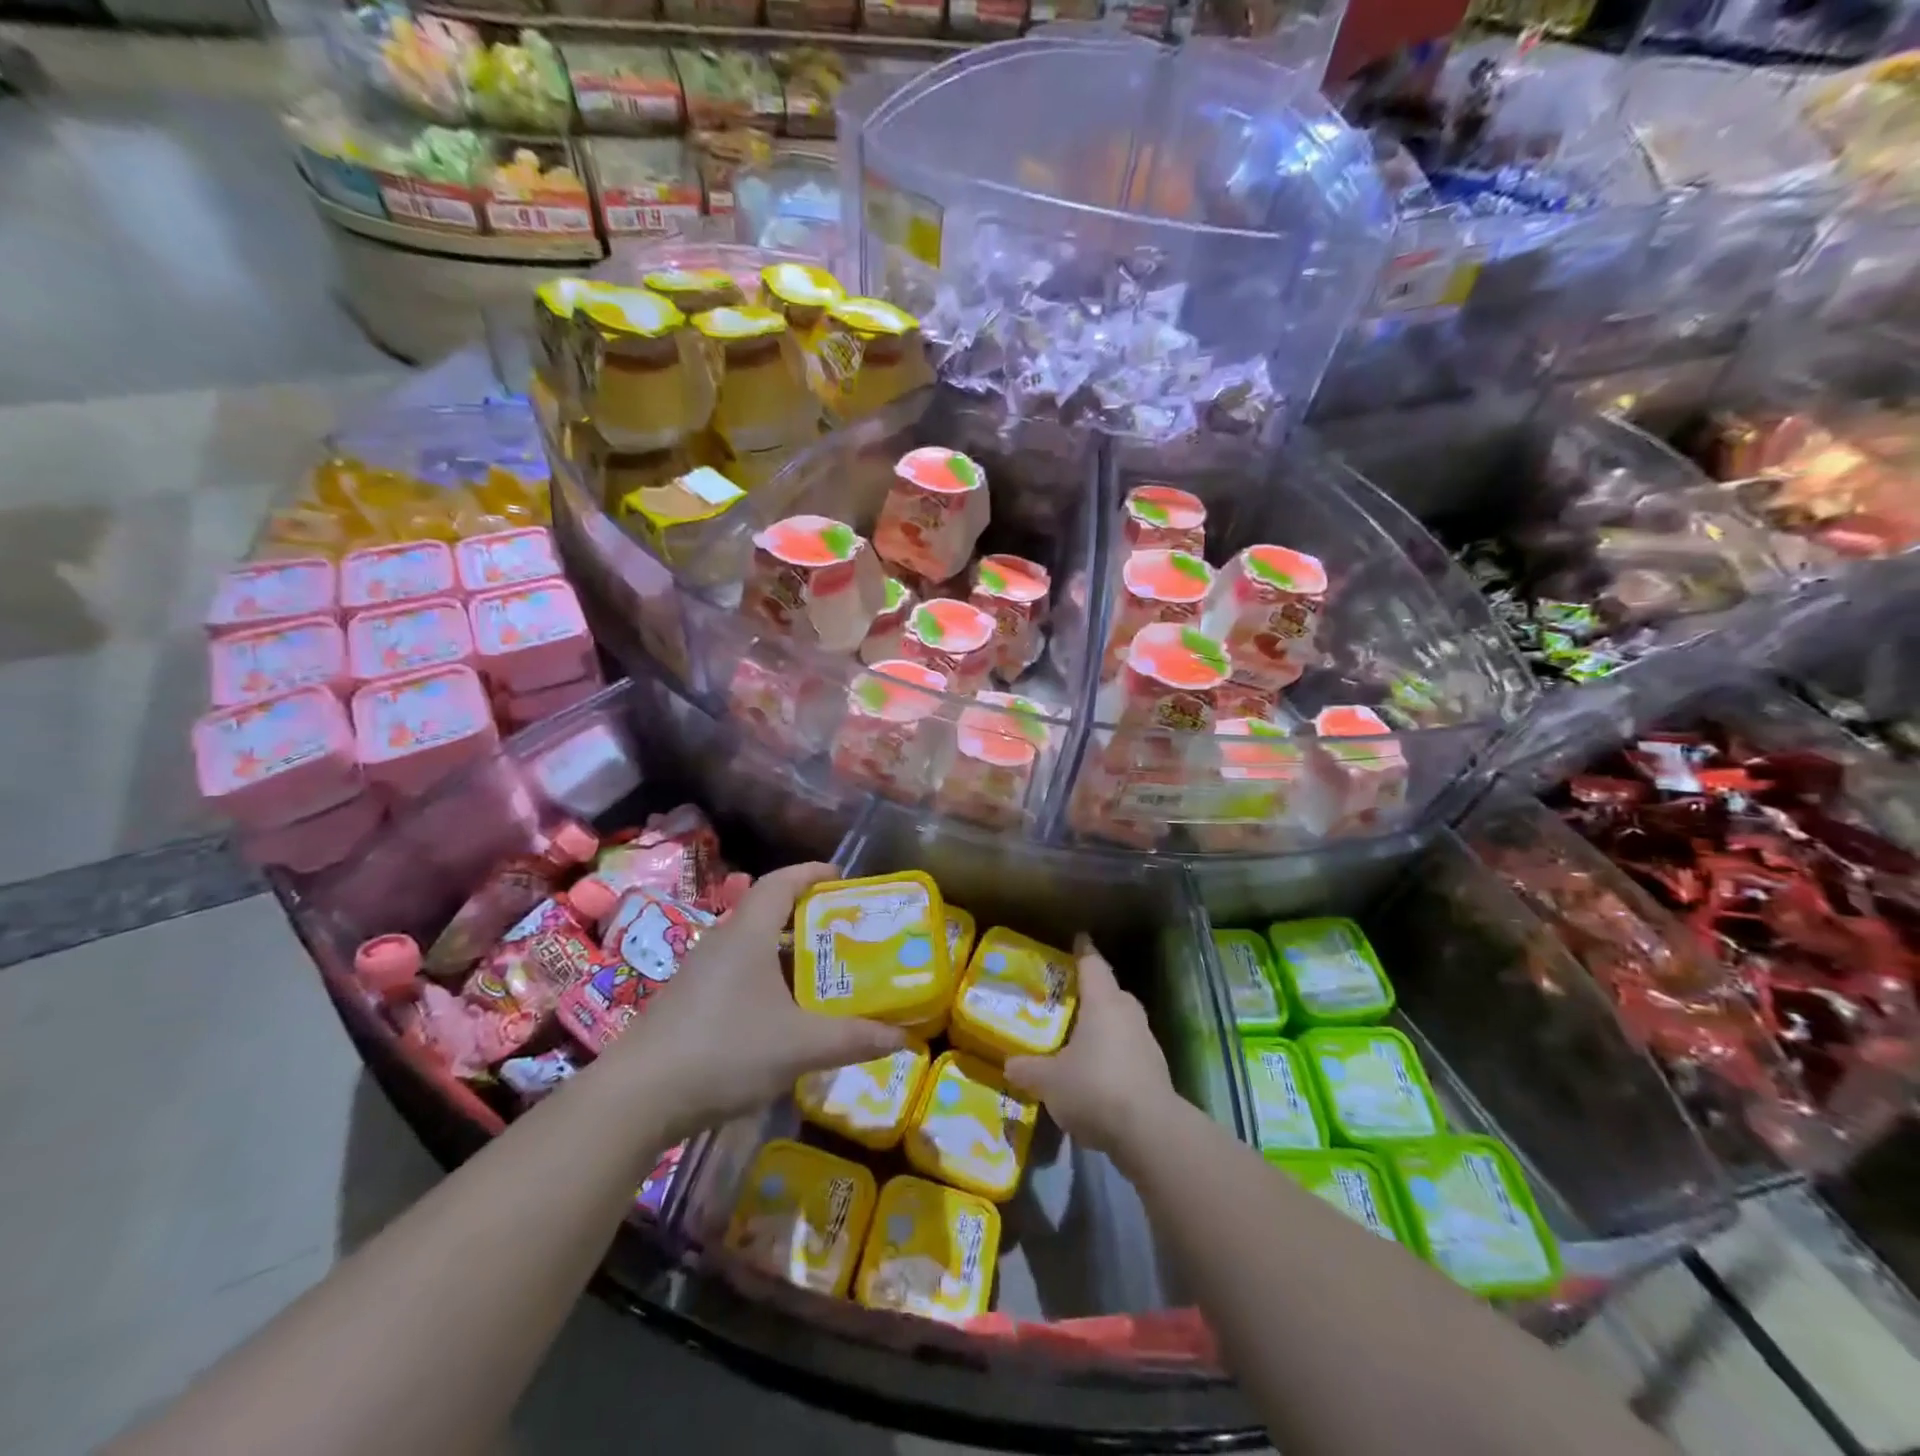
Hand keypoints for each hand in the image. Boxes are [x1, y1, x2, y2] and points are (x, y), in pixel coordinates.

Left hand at [612, 863, 905, 1138]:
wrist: (635, 1099)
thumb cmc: (725, 1050)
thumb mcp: (801, 1045)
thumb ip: (855, 1038)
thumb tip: (905, 1037)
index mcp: (748, 933)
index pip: (782, 881)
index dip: (813, 873)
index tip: (843, 877)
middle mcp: (723, 942)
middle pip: (769, 912)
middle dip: (809, 917)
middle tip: (847, 931)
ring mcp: (700, 974)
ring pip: (753, 948)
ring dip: (788, 954)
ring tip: (825, 972)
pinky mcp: (689, 1003)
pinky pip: (738, 975)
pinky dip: (768, 981)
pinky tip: (786, 1015)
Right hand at [1004, 935, 1178, 1161]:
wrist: (1150, 1132)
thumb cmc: (1095, 1088)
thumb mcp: (1049, 1081)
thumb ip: (1028, 1069)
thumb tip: (1009, 1064)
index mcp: (1104, 1003)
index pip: (1093, 965)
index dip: (1083, 951)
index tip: (1078, 939)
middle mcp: (1128, 1014)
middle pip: (1111, 992)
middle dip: (1092, 993)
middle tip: (1068, 998)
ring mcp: (1147, 1042)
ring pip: (1122, 1022)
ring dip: (1104, 1027)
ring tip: (1079, 1038)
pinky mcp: (1156, 1071)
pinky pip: (1129, 1051)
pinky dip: (1113, 1055)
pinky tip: (1096, 1075)